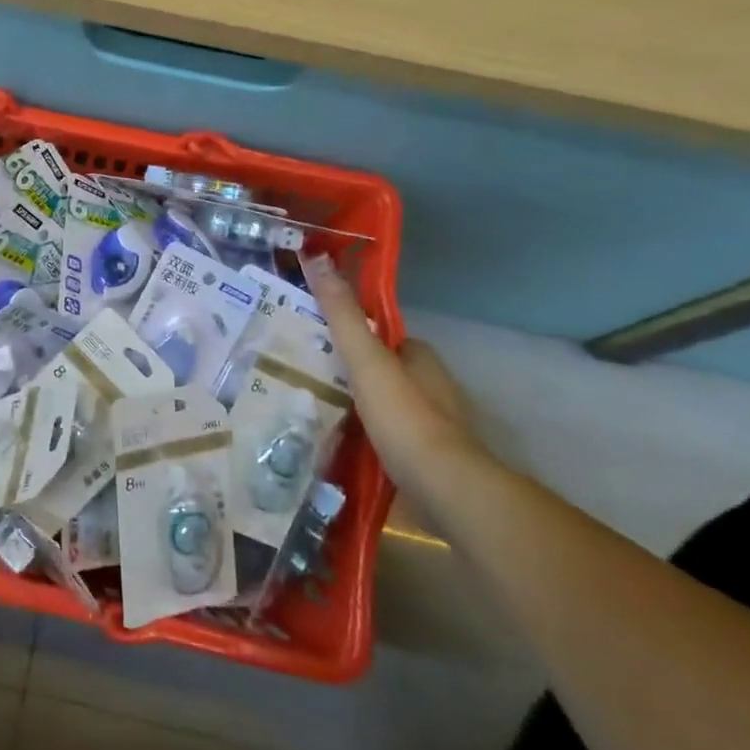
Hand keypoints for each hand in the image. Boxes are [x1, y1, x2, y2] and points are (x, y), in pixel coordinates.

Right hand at [301, 252, 480, 484]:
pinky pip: (385, 440)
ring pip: (383, 408)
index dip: (354, 335)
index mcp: (421, 360)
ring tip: (310, 410)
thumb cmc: (406, 418)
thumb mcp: (367, 360)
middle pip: (382, 372)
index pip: (384, 337)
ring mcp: (429, 428)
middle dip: (351, 374)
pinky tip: (334, 445)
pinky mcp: (423, 462)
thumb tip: (316, 257)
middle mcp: (430, 389)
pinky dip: (363, 440)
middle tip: (304, 375)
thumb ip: (343, 315)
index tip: (316, 337)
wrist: (445, 492)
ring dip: (354, 408)